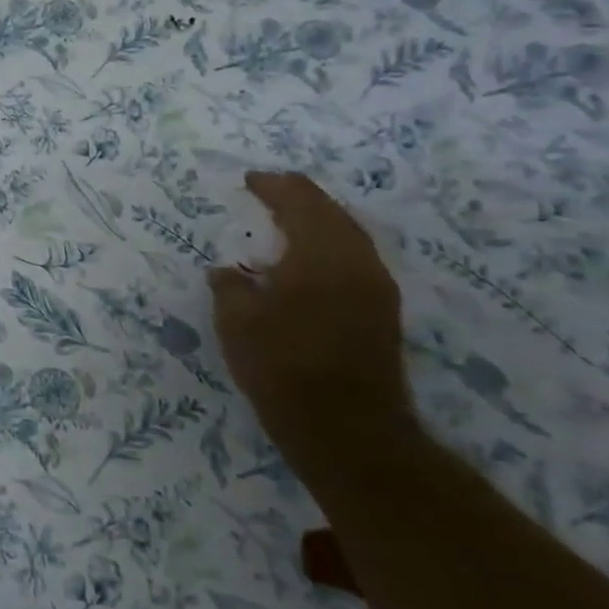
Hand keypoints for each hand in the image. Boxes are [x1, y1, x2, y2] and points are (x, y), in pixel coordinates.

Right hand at [207, 172, 417, 487]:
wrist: (346, 428)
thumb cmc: (283, 365)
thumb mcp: (237, 321)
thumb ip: (230, 287)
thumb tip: (227, 273)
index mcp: (322, 255)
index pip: (301, 202)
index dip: (274, 187)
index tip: (251, 180)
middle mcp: (358, 263)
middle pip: (332, 214)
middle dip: (300, 199)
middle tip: (271, 191)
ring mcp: (376, 290)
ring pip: (348, 238)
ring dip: (318, 223)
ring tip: (287, 222)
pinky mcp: (381, 314)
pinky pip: (353, 261)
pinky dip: (328, 248)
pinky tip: (306, 263)